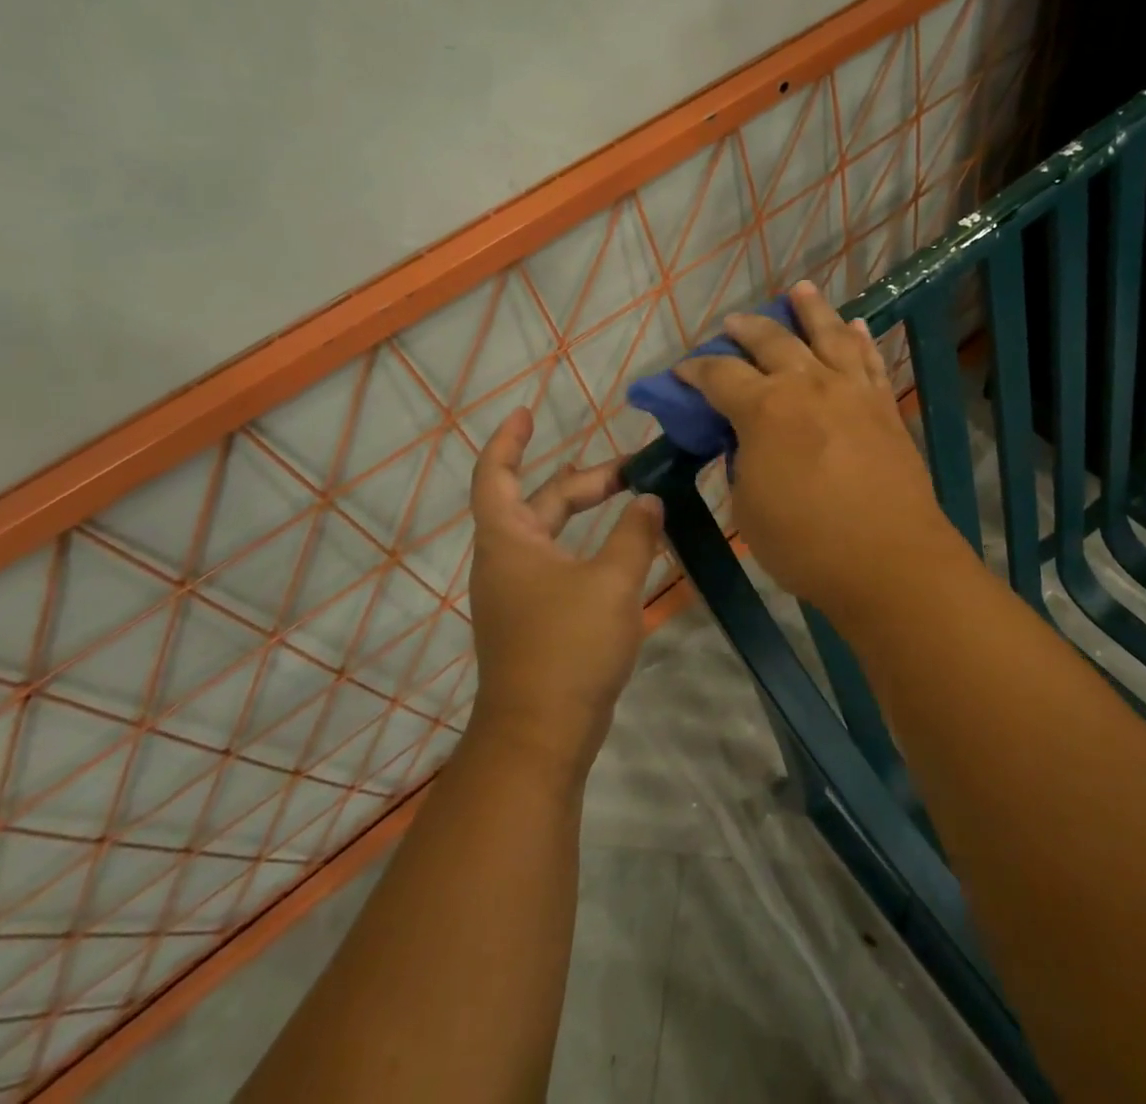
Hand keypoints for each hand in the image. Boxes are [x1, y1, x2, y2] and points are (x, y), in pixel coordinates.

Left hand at [466, 408, 664, 773]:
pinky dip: (590, 548)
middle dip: (586, 481)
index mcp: (509, 540)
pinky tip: (626, 552)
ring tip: (634, 500)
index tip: (528, 412)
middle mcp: (507, 560)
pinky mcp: (537, 620)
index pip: (495, 475)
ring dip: (590, 514)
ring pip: (554, 536)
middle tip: (635, 469)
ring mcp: (520, 593)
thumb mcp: (612, 582)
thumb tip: (649, 500)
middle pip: (541, 503)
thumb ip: (634, 534)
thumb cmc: (568, 646)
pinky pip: (562, 566)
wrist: (542, 734)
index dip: (509, 441)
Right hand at [677, 281, 965, 616]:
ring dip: (810, 308)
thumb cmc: (806, 543)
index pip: (719, 376)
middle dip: (746, 328)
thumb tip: (748, 443)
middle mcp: (807, 385)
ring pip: (828, 333)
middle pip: (772, 340)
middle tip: (732, 324)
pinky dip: (859, 338)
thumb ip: (742, 464)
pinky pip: (870, 359)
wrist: (889, 560)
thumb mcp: (748, 507)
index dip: (695, 371)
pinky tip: (854, 325)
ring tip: (799, 289)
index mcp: (764, 409)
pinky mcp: (883, 406)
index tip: (682, 373)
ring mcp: (851, 391)